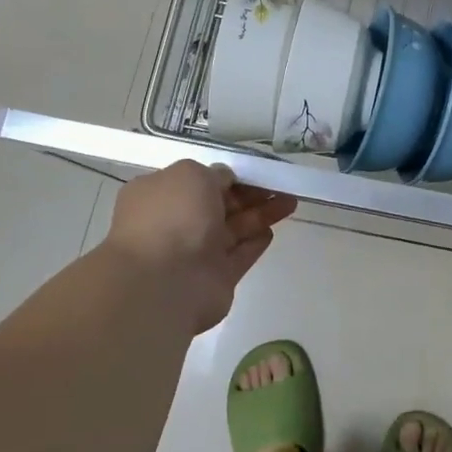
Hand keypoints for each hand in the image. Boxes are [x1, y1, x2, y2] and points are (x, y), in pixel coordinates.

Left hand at [103, 161, 296, 332]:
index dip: (228, 175)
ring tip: (290, 201)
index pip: (198, 181)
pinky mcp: (217, 277)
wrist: (164, 283)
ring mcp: (196, 252)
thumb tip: (226, 179)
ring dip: (261, 213)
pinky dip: (256, 242)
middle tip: (281, 184)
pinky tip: (273, 230)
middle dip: (250, 193)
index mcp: (160, 195)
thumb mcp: (191, 174)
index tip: (255, 169)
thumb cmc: (172, 217)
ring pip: (235, 228)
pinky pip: (240, 255)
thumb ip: (214, 173)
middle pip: (220, 204)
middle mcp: (176, 223)